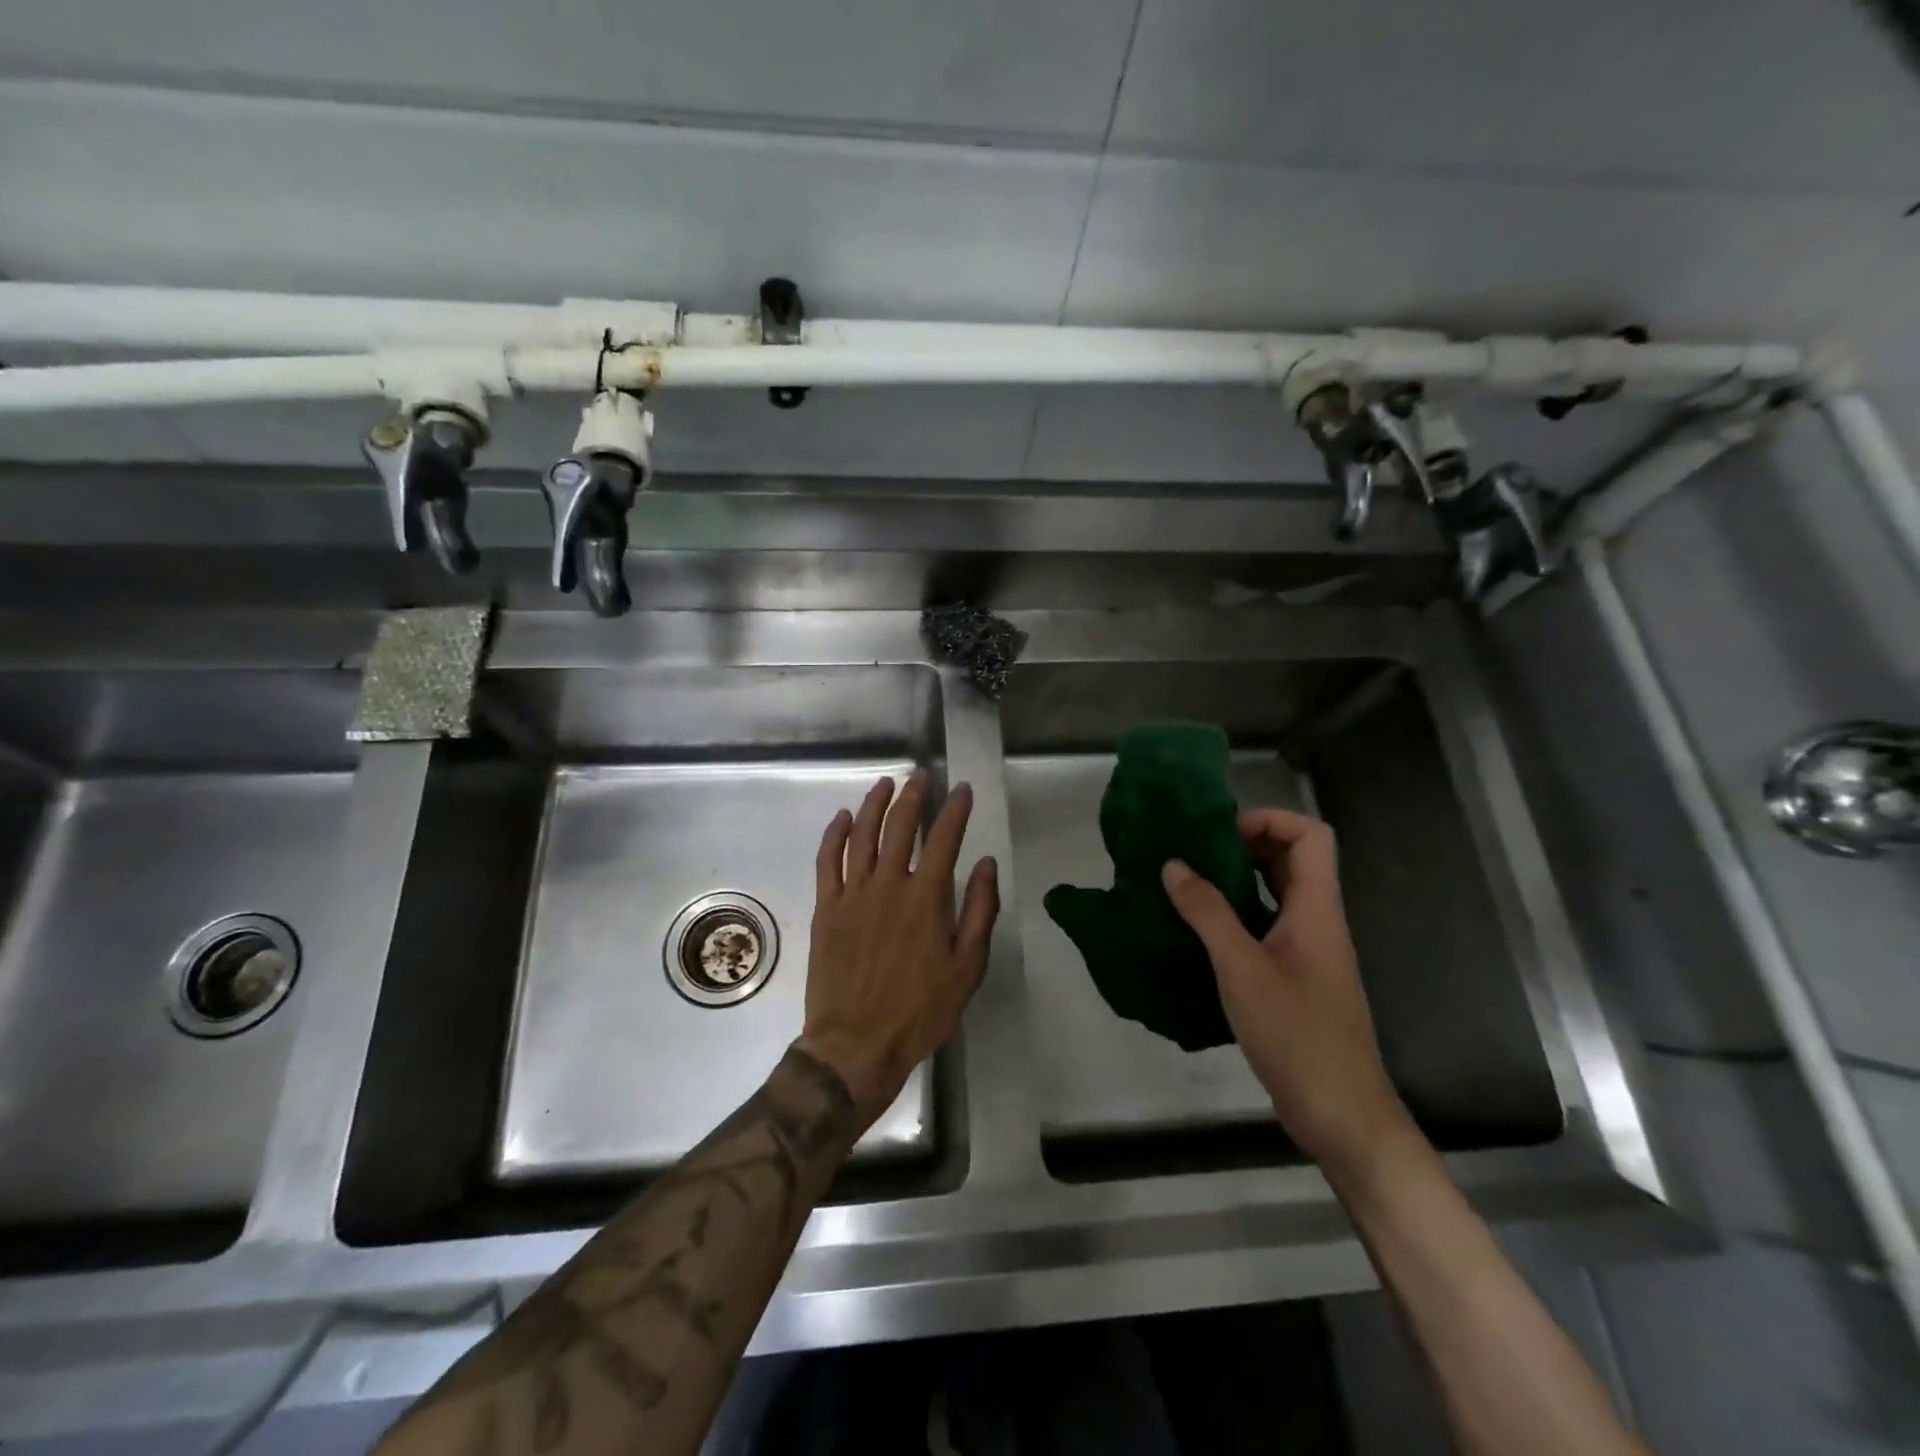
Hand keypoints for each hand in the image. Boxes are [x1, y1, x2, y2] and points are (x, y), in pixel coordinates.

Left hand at [799, 774, 999, 1129]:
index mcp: (926, 899)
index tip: (961, 789)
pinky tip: (844, 817)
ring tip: (886, 783)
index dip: (954, 809)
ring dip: (875, 804)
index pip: (944, 838)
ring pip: (862, 834)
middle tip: (922, 777)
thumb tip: (985, 864)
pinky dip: (835, 834)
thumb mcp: (967, 969)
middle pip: (900, 825)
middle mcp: (888, 885)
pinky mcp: (827, 908)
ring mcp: (852, 894)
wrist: (856, 1045)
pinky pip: (827, 860)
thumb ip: (978, 911)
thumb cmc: (920, 1011)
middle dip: (914, 795)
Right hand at [1161, 808, 1409, 1172]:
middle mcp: (1318, 922)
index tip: (1222, 832)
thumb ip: (1208, 913)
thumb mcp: (1242, 968)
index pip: (1311, 836)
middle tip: (1196, 852)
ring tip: (1190, 883)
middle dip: (1246, 845)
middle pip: (1294, 860)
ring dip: (1239, 880)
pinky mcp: (1296, 980)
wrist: (1340, 1114)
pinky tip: (1201, 931)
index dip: (1271, 819)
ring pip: (1279, 895)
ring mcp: (1309, 953)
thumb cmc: (1296, 1034)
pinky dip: (1238, 916)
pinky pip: (1268, 928)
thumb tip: (1174, 865)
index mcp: (1317, 910)